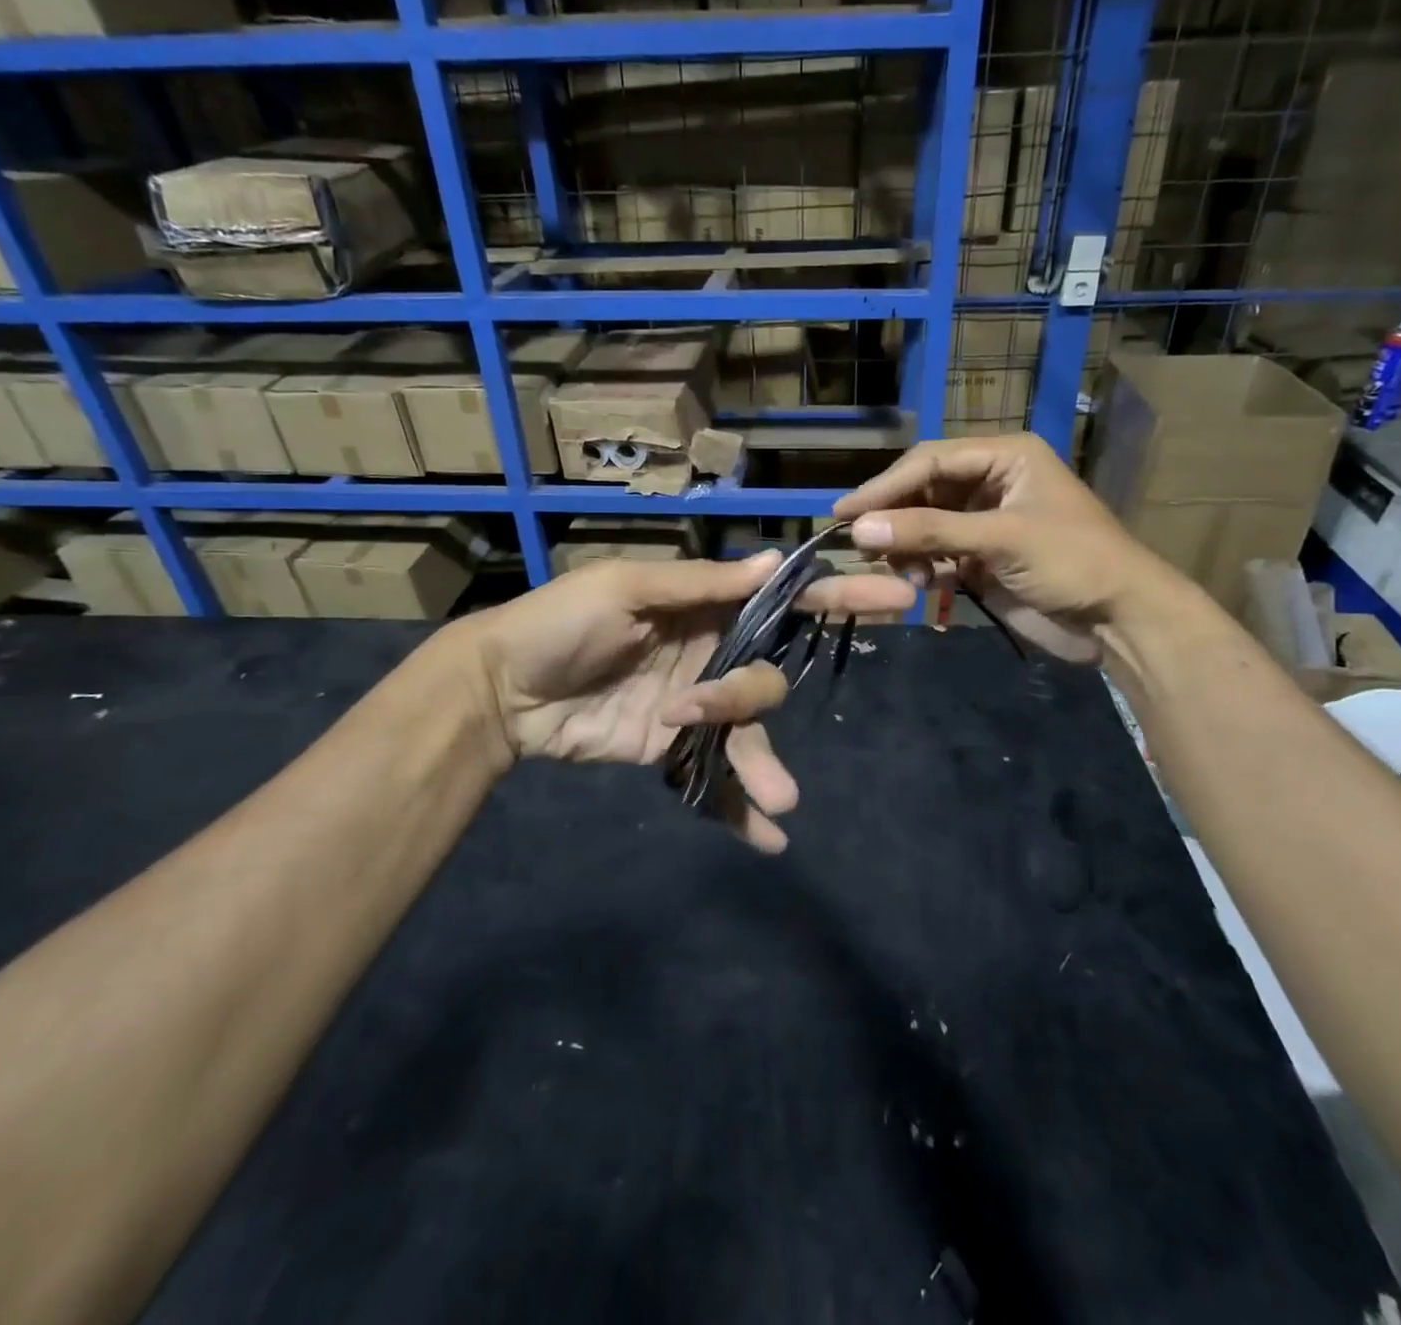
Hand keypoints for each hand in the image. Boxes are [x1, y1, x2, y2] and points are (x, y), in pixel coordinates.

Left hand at [462, 553, 914, 851]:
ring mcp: (697, 709)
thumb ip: (701, 584)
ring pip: (750, 733)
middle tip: (699, 707)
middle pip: (767, 676)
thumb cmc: (561, 622)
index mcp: (706, 607)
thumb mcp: (627, 589)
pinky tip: (766, 839)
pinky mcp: (676, 751)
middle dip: (752, 696)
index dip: (839, 597)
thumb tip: (776, 562)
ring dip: (763, 765)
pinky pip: (717, 779)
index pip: (784, 601)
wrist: (504, 690)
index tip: (896, 596)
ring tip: (777, 800)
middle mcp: (713, 655)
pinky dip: (740, 808)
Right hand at [833, 433, 1196, 661]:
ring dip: (905, 546)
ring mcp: (984, 523)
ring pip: (925, 525)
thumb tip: (859, 528)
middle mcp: (991, 483)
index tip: (845, 511)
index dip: (886, 485)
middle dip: (893, 517)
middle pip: (923, 491)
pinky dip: (921, 567)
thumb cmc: (1072, 561)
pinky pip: (936, 555)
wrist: (1119, 620)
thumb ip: (930, 531)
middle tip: (855, 542)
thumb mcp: (1001, 538)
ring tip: (892, 568)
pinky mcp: (981, 559)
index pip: (930, 461)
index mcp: (1005, 457)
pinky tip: (917, 583)